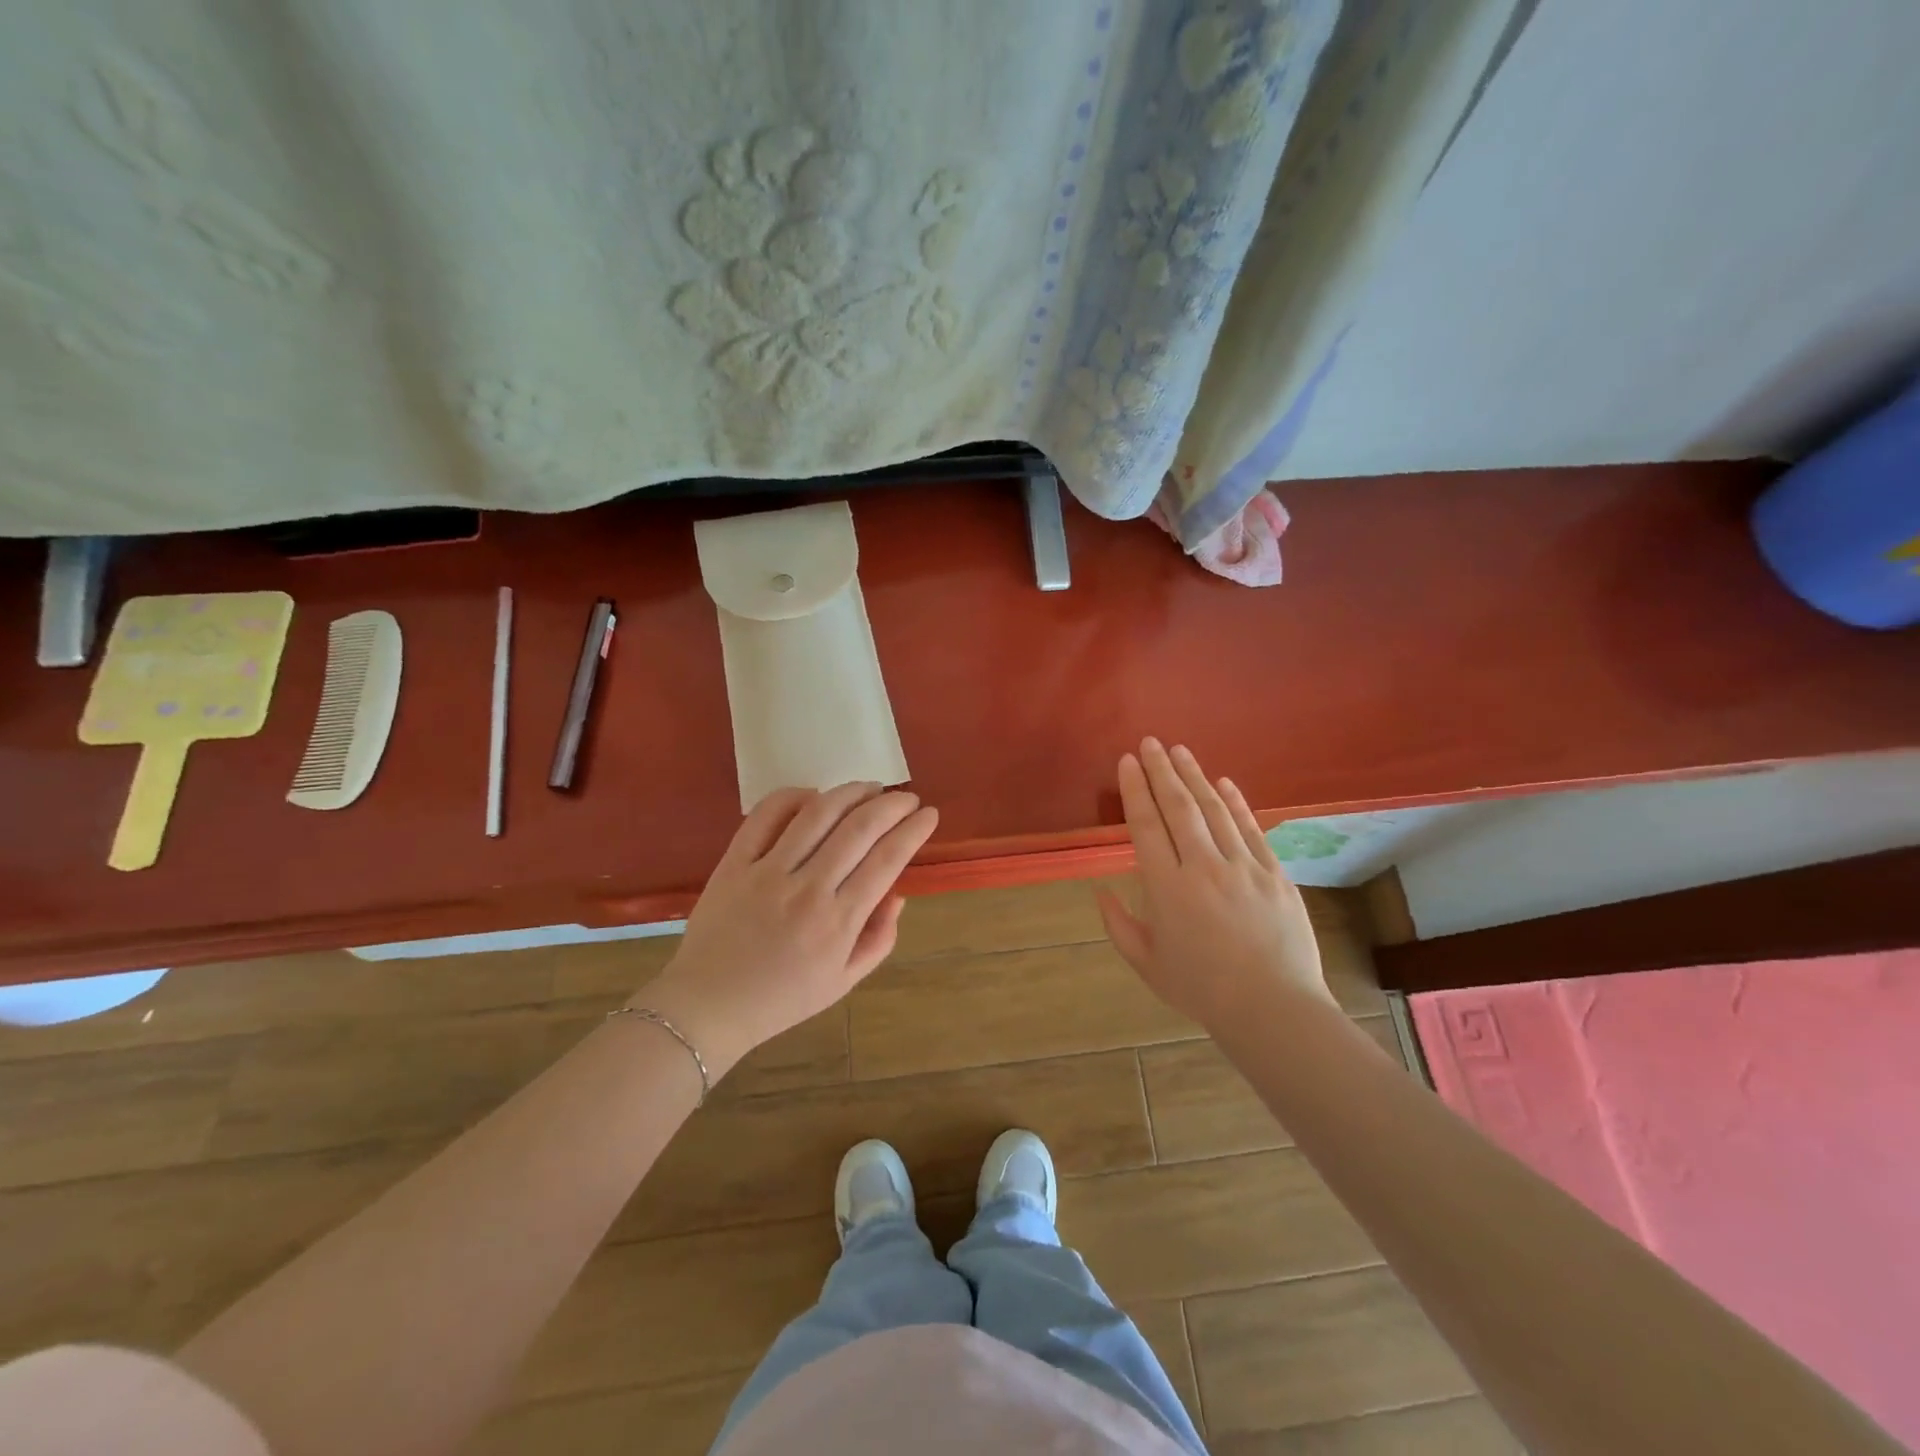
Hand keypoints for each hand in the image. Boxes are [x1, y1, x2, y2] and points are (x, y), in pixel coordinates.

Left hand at [640, 782, 936, 1079]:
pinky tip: (814, 795)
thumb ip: (878, 939)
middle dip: (892, 804)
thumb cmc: (782, 998)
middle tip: (906, 798)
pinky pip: (766, 816)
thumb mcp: (843, 982)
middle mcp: (808, 890)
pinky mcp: (735, 862)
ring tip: (870, 787)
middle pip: (860, 829)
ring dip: (851, 792)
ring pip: (818, 814)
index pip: (887, 860)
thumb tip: (897, 894)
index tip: (929, 815)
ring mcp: (768, 872)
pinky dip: (794, 796)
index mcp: (838, 923)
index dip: (914, 830)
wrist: (708, 1006)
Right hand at [1097, 739, 1328, 1029]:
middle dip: (1162, 771)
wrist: (1273, 1009)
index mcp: (1167, 888)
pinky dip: (1237, 802)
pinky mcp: (1274, 873)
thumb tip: (1100, 891)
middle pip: (1179, 807)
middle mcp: (1203, 867)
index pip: (1146, 826)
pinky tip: (1224, 782)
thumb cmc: (1202, 989)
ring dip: (1195, 777)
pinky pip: (1251, 829)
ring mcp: (1243, 867)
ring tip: (1180, 751)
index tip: (1128, 761)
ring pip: (1215, 810)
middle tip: (1150, 742)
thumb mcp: (1147, 964)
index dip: (1135, 790)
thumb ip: (1119, 925)